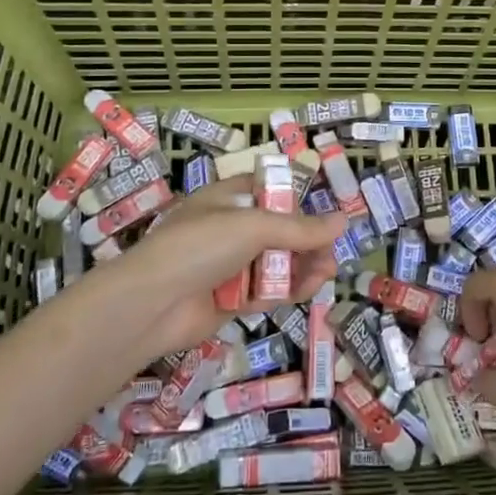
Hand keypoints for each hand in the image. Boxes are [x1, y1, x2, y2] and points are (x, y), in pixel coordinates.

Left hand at [74, 175, 346, 364]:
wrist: (152, 304)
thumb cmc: (200, 246)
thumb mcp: (254, 226)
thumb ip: (300, 228)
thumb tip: (343, 221)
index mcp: (225, 200)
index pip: (266, 190)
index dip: (294, 197)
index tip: (322, 210)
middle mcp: (227, 230)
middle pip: (276, 231)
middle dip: (306, 240)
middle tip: (331, 252)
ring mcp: (227, 266)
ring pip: (274, 262)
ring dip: (302, 266)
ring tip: (326, 274)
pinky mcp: (229, 300)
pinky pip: (265, 290)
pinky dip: (287, 290)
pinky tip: (308, 290)